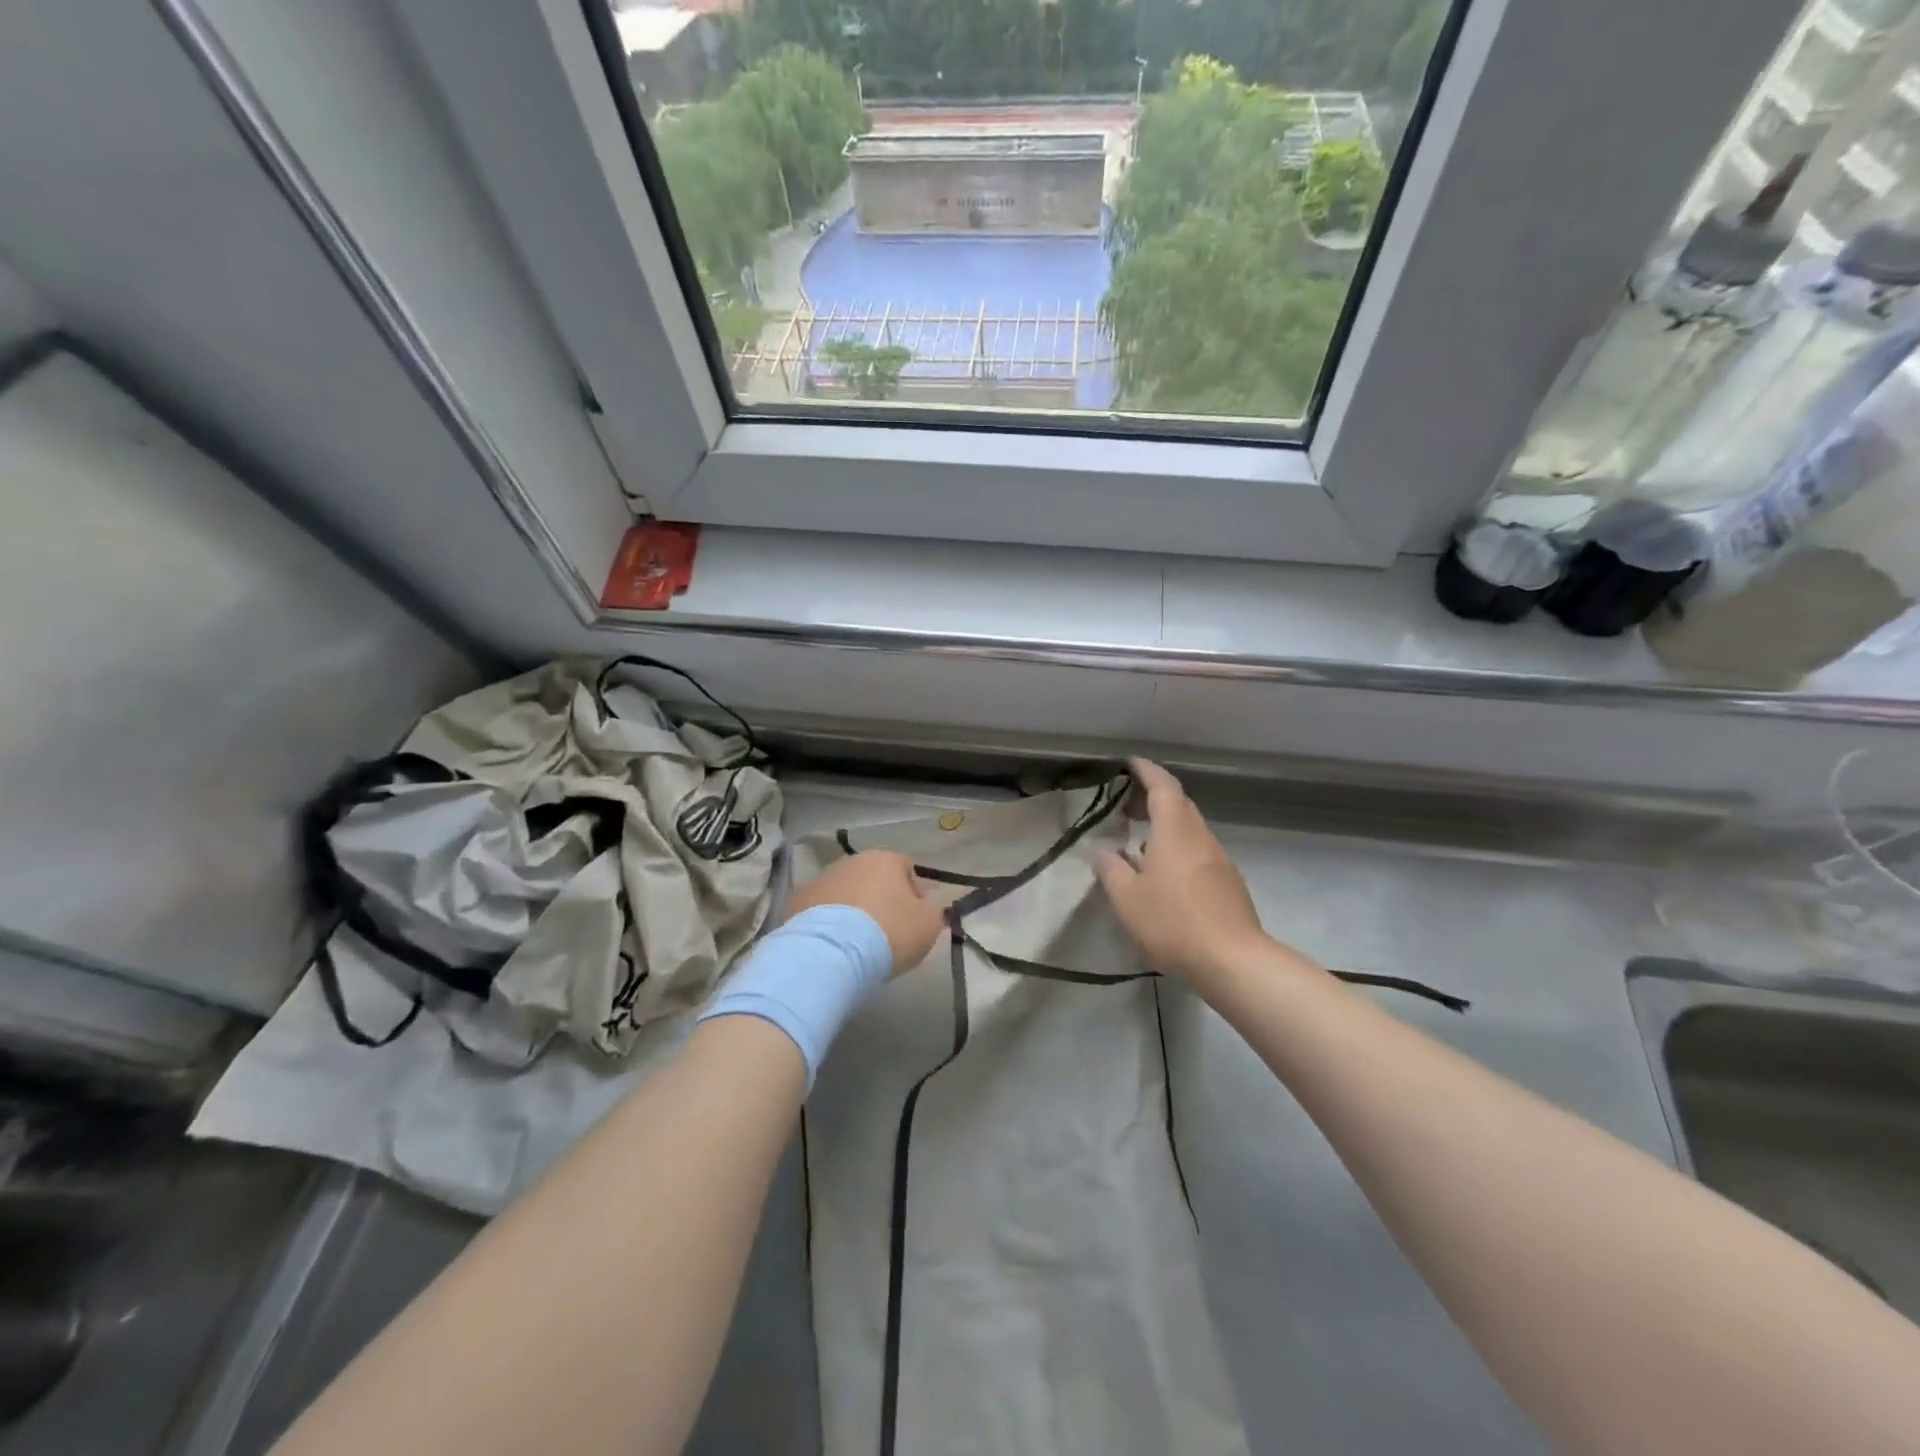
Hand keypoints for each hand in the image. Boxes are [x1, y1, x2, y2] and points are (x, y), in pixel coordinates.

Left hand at [784, 850, 945, 974]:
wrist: (829, 953)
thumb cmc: (887, 933)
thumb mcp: (928, 926)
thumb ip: (933, 912)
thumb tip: (926, 908)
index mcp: (885, 860)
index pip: (907, 869)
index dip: (915, 893)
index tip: (915, 920)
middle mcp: (851, 861)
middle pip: (873, 878)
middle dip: (880, 899)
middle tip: (886, 932)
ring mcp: (820, 879)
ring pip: (844, 892)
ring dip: (852, 909)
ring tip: (856, 942)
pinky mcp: (796, 902)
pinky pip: (820, 910)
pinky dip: (827, 923)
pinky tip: (833, 946)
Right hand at [1096, 759, 1270, 986]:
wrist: (1233, 960)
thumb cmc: (1173, 922)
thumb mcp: (1127, 898)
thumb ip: (1110, 869)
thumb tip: (1102, 849)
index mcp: (1175, 831)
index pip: (1163, 786)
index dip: (1146, 771)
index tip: (1130, 764)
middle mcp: (1200, 837)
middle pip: (1179, 804)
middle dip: (1153, 799)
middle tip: (1127, 809)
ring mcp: (1219, 859)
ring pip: (1189, 830)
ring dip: (1165, 827)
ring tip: (1139, 846)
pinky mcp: (1228, 883)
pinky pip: (1198, 852)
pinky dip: (1178, 849)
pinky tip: (1163, 877)